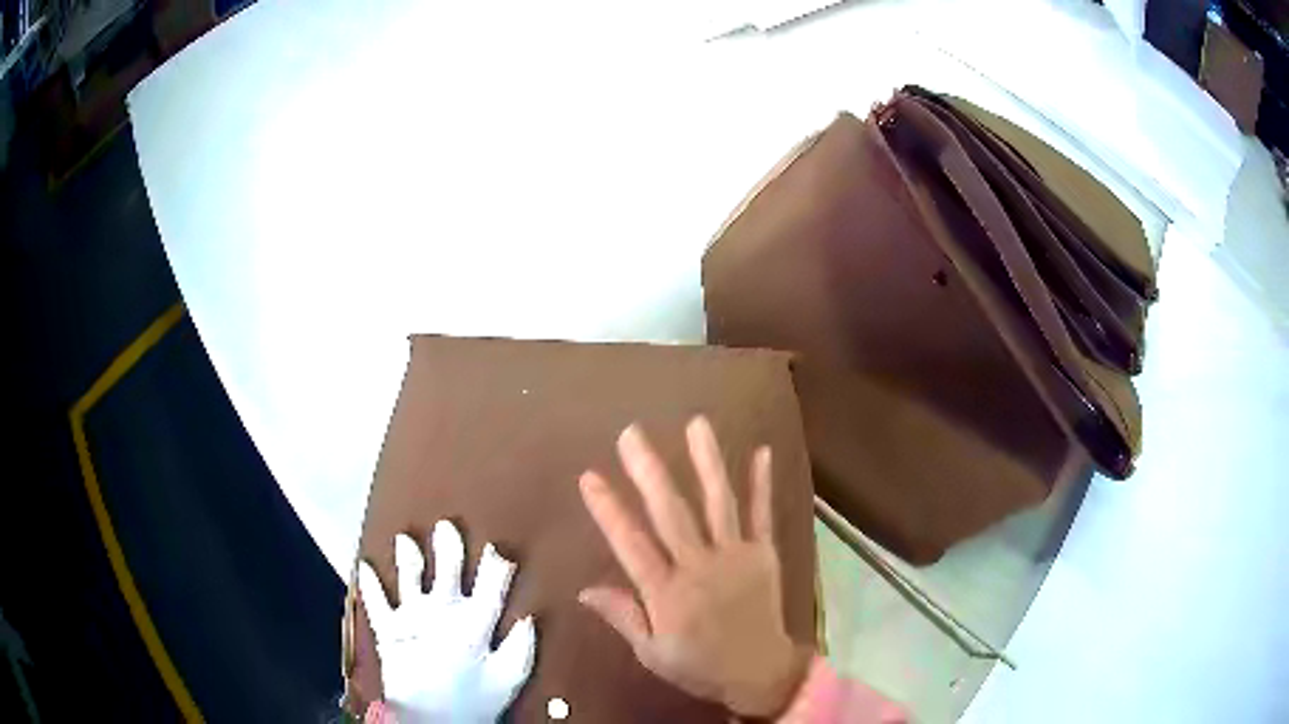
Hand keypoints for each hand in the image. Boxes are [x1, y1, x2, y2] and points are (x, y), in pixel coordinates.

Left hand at [357, 521, 535, 722]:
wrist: (428, 720)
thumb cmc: (473, 703)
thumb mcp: (507, 681)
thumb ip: (520, 648)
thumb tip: (529, 618)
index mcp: (474, 623)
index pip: (490, 586)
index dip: (496, 566)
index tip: (499, 550)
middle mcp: (442, 612)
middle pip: (447, 571)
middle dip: (449, 547)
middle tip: (446, 526)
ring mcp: (411, 618)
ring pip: (410, 578)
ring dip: (408, 557)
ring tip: (405, 539)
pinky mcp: (388, 630)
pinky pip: (376, 602)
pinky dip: (369, 584)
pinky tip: (363, 566)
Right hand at [578, 417, 811, 717]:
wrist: (760, 672)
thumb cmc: (700, 665)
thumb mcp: (652, 652)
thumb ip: (623, 616)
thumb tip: (584, 589)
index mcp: (668, 593)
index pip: (631, 544)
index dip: (608, 510)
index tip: (590, 476)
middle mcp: (700, 566)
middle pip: (671, 513)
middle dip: (649, 471)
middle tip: (632, 434)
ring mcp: (736, 556)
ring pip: (718, 503)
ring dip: (706, 462)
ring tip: (696, 424)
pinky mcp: (764, 554)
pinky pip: (762, 514)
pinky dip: (761, 483)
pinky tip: (760, 451)